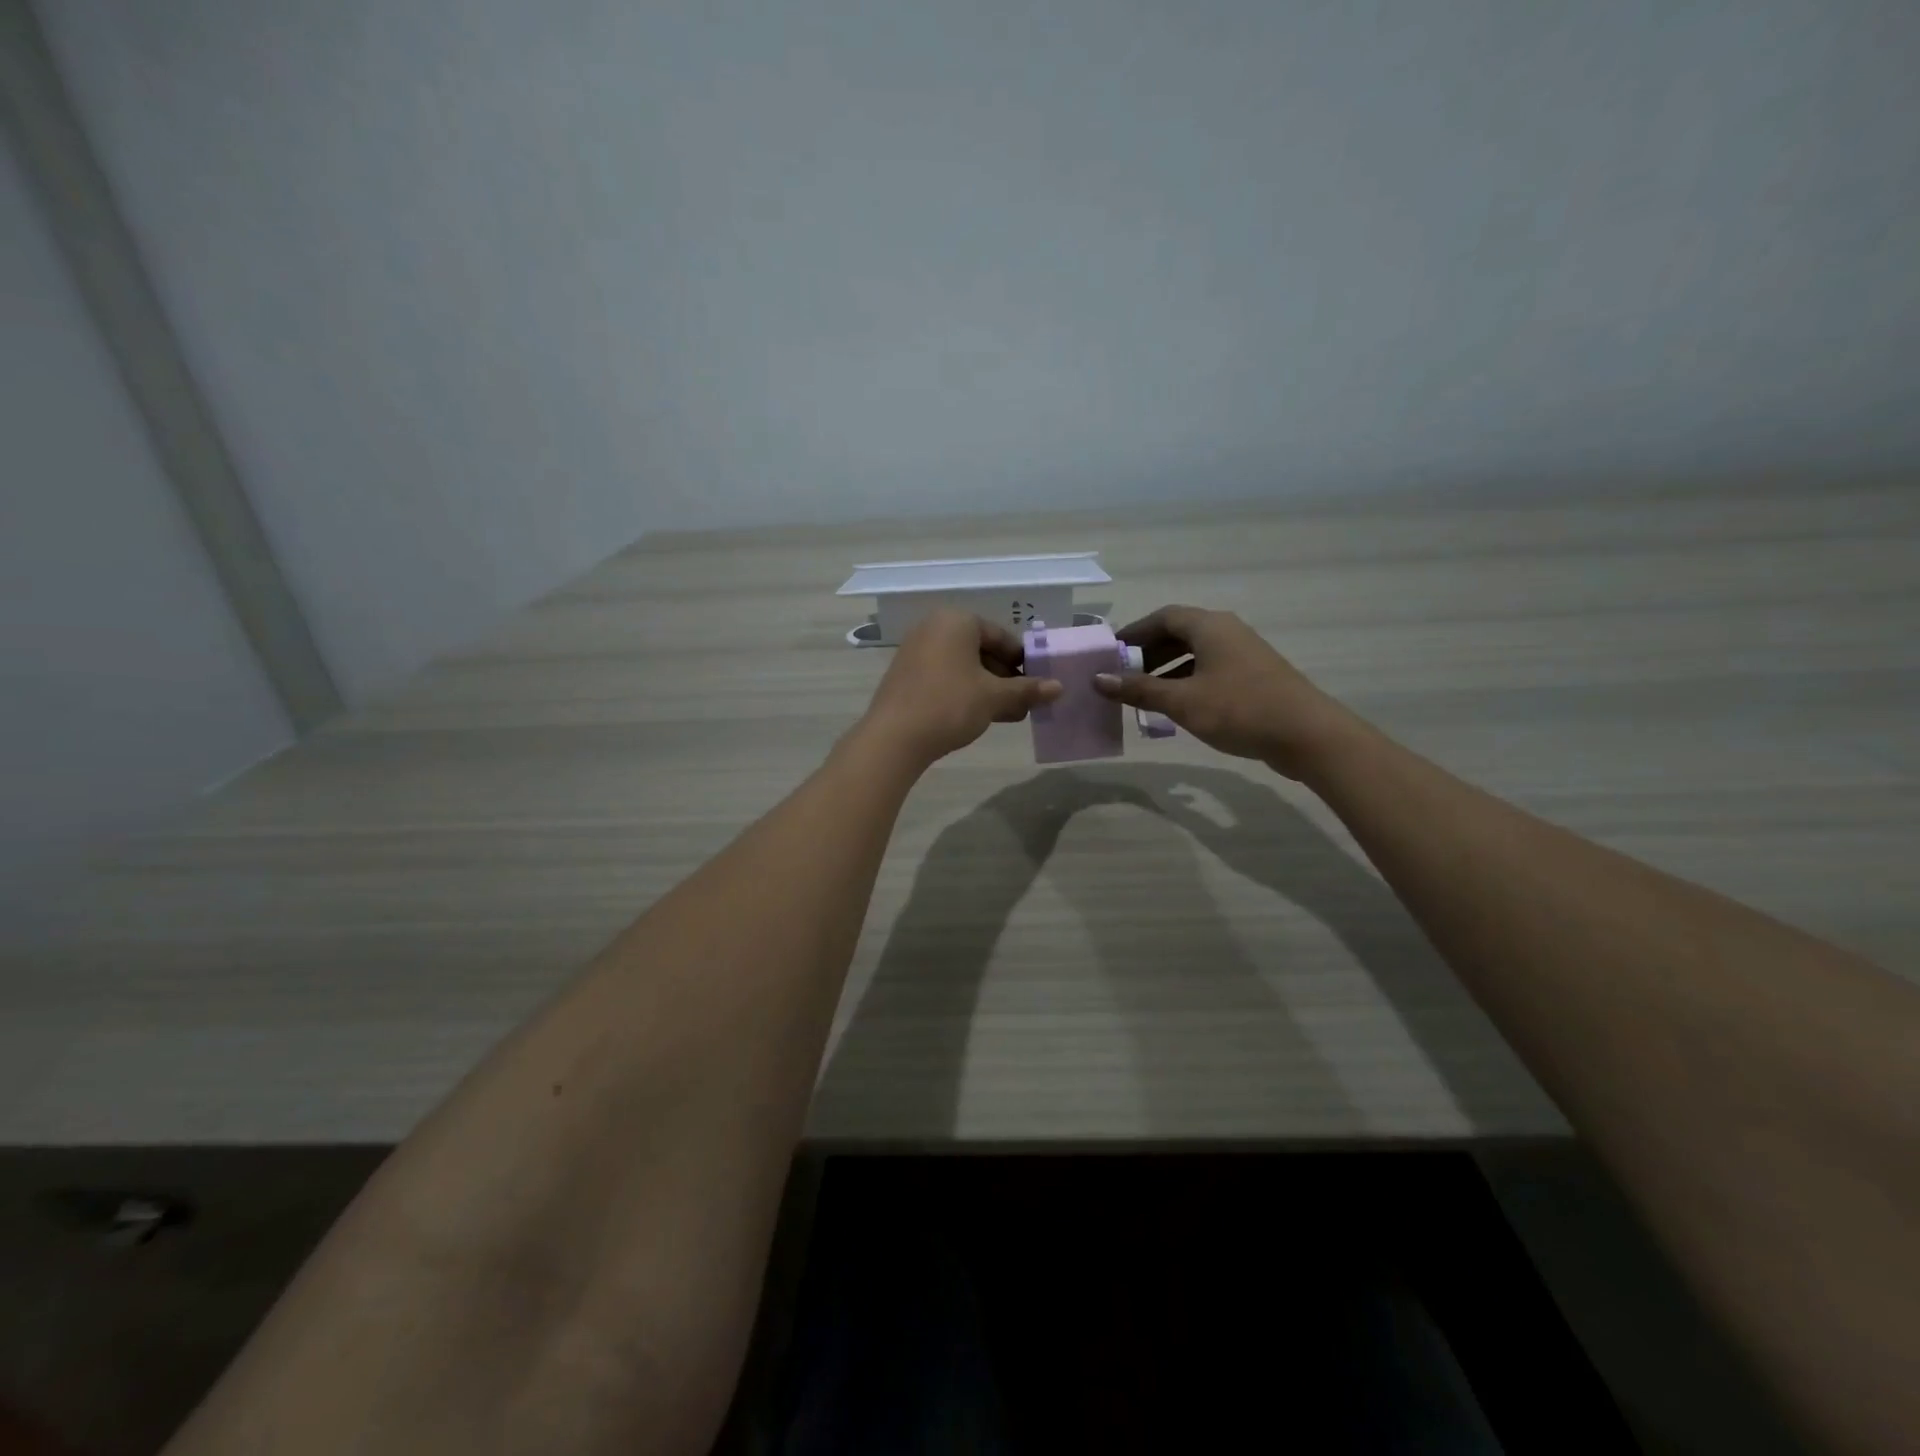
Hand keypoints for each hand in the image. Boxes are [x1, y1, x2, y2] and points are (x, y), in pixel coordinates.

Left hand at [858, 610, 1061, 768]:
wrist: (894, 738)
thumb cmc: (950, 705)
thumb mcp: (994, 697)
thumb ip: (1027, 690)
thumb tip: (1059, 687)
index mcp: (956, 621)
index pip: (1001, 636)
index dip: (1024, 662)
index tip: (1038, 684)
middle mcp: (933, 627)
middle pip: (982, 650)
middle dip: (1006, 677)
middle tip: (1025, 703)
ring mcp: (915, 650)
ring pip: (964, 666)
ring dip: (988, 688)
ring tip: (1008, 714)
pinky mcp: (906, 674)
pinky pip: (945, 676)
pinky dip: (965, 691)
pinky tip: (980, 716)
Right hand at [1092, 605, 1361, 778]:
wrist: (1306, 734)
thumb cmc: (1239, 709)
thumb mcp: (1182, 701)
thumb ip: (1139, 689)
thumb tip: (1099, 679)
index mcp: (1209, 627)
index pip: (1163, 617)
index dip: (1134, 632)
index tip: (1110, 652)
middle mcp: (1227, 631)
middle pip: (1179, 633)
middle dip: (1148, 653)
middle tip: (1123, 676)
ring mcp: (1244, 654)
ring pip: (1196, 653)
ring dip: (1167, 669)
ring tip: (1144, 694)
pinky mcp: (1254, 676)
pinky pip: (1211, 669)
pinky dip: (1188, 681)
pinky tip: (1177, 706)